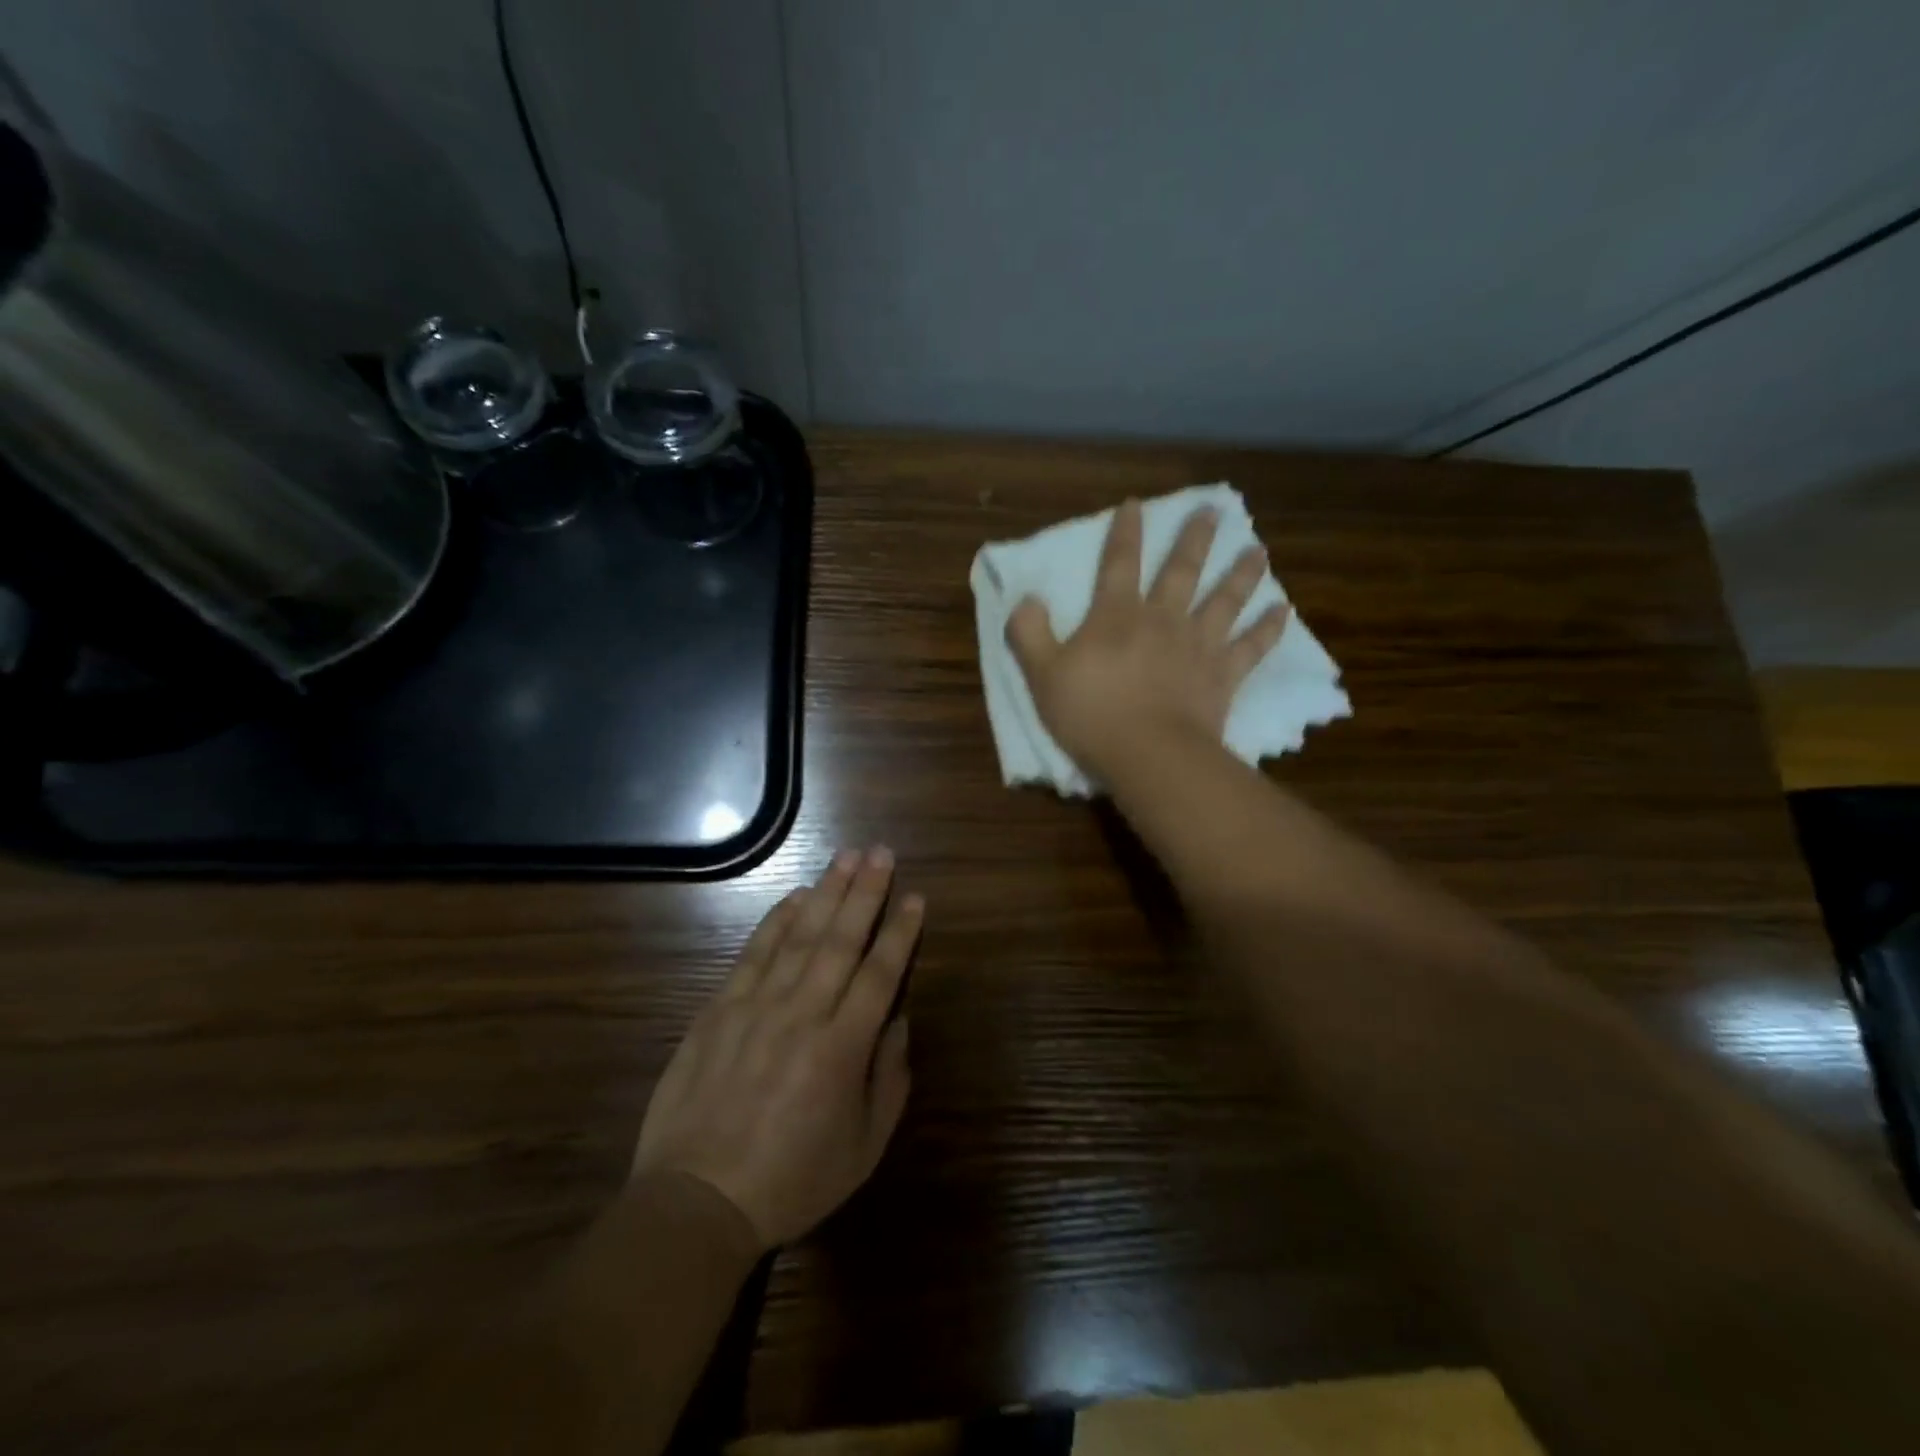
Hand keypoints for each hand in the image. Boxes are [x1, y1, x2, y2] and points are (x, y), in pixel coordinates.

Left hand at [631, 848, 922, 1249]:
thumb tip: (897, 1021)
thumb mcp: (864, 1148)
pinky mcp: (719, 1008)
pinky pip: (754, 952)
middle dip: (865, 892)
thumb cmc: (792, 1180)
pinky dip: (776, 919)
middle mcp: (803, 1014)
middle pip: (841, 940)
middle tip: (882, 852)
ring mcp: (757, 1006)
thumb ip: (889, 1079)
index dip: (900, 932)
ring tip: (847, 857)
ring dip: (826, 892)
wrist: (697, 1200)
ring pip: (800, 935)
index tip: (915, 896)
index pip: (880, 974)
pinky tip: (795, 896)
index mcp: (843, 1048)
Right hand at [1006, 499, 1288, 778]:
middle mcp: (1162, 619)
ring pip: (1225, 600)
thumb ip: (1030, 633)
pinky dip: (1268, 628)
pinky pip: (1251, 647)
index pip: (1119, 564)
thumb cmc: (1091, 714)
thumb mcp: (1043, 674)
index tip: (1135, 505)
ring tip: (1258, 550)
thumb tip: (1027, 599)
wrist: (1148, 754)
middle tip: (1212, 511)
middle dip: (1195, 539)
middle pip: (1181, 571)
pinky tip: (1282, 611)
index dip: (1125, 533)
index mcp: (1117, 616)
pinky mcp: (1223, 676)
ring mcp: (1198, 645)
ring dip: (1242, 573)